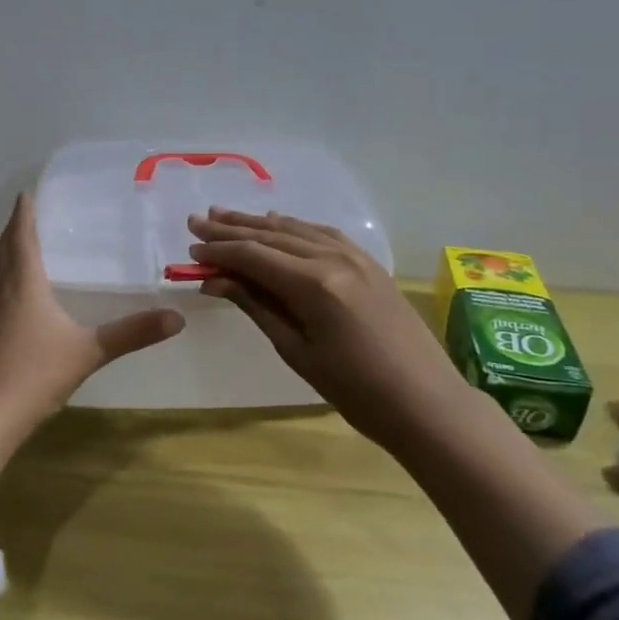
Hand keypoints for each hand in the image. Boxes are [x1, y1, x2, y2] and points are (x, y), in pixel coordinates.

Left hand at [0, 193, 184, 433]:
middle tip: (30, 212)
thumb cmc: (34, 373)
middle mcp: (1, 289)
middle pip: (5, 248)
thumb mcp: (89, 351)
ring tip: (26, 244)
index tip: (27, 192)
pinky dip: (7, 277)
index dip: (24, 212)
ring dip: (9, 252)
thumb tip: (176, 318)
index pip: (21, 235)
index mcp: (23, 282)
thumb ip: (131, 333)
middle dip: (16, 228)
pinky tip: (21, 293)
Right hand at [189, 207, 459, 448]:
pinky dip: (293, 228)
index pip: (254, 256)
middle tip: (196, 221)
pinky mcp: (369, 262)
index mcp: (314, 284)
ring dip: (258, 223)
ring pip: (296, 229)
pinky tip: (277, 225)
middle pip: (272, 235)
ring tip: (224, 216)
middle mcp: (334, 258)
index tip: (190, 249)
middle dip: (231, 228)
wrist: (427, 403)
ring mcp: (356, 256)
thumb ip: (257, 306)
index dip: (219, 251)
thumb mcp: (297, 352)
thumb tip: (216, 279)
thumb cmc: (357, 391)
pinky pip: (322, 234)